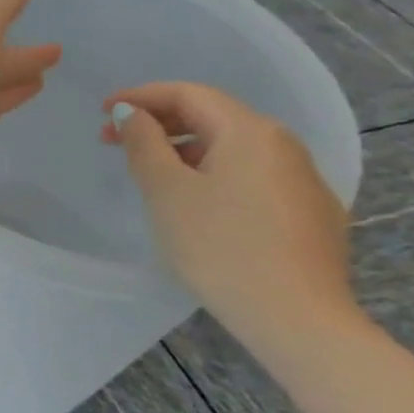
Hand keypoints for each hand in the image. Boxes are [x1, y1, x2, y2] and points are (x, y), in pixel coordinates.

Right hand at [103, 82, 355, 342]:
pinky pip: (251, 178)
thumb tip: (131, 113)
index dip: (141, 96)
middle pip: (213, 117)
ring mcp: (303, 182)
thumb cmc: (220, 246)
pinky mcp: (311, 216)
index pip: (189, 94)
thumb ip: (143, 142)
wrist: (297, 319)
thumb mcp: (166, 190)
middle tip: (113, 142)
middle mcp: (284, 146)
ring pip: (233, 149)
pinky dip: (213, 175)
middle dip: (160, 123)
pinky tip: (195, 205)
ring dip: (185, 150)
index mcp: (251, 132)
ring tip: (148, 174)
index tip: (102, 112)